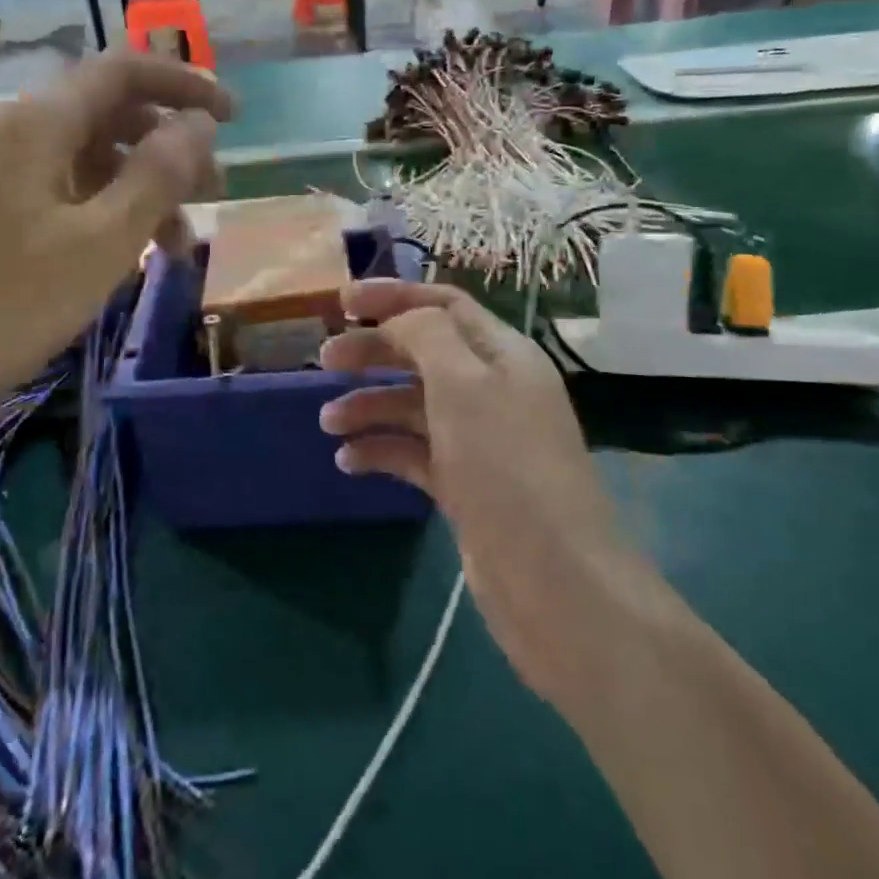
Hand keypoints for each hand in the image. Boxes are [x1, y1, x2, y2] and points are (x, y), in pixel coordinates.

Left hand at [0, 55, 231, 463]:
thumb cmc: (3, 308)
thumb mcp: (101, 242)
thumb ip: (158, 175)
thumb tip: (198, 123)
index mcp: (40, 123)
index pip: (123, 71)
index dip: (184, 83)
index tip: (235, 117)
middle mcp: (18, 135)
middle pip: (110, 115)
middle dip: (170, 146)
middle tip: (214, 195)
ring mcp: (1, 178)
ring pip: (92, 161)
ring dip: (144, 190)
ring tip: (179, 246)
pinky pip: (66, 196)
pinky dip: (109, 216)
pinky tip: (129, 258)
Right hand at [318, 280, 630, 704]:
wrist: (554, 582)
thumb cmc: (507, 467)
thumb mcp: (464, 384)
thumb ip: (426, 336)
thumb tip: (397, 320)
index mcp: (502, 355)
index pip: (445, 304)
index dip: (394, 295)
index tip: (342, 301)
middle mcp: (492, 390)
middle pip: (423, 352)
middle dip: (374, 351)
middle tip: (324, 361)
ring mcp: (478, 440)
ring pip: (413, 405)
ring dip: (370, 406)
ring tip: (328, 424)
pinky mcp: (464, 485)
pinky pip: (413, 453)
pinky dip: (380, 450)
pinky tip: (347, 462)